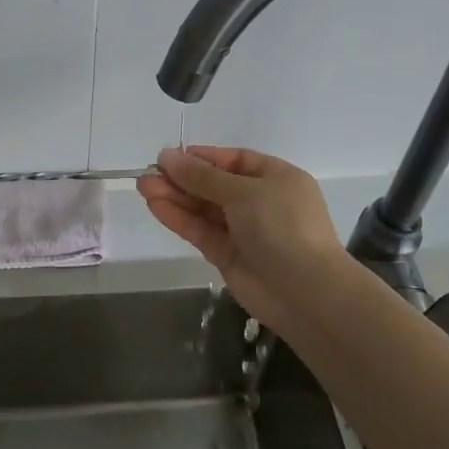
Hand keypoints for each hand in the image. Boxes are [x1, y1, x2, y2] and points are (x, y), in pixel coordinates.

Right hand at [137, 146, 352, 332]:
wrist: (305, 292)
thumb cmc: (282, 226)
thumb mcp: (242, 192)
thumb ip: (202, 177)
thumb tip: (167, 156)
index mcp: (276, 178)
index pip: (234, 160)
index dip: (203, 158)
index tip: (171, 156)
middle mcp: (261, 202)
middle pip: (215, 185)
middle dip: (182, 179)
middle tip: (148, 173)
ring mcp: (244, 231)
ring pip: (204, 209)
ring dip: (175, 197)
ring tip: (143, 186)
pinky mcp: (229, 256)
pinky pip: (201, 231)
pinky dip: (180, 219)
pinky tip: (156, 206)